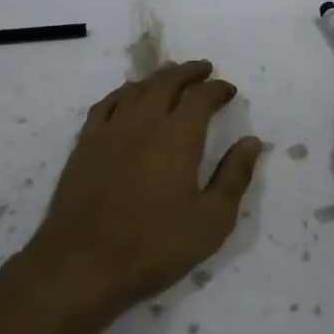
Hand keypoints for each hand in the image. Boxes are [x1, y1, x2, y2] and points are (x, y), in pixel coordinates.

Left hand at [28, 60, 263, 316]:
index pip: (202, 97)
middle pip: (167, 82)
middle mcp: (144, 122)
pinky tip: (127, 99)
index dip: (217, 89)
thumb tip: (251, 142)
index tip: (228, 90)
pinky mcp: (84, 145)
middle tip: (203, 69)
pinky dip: (123, 94)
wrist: (82, 264)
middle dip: (188, 72)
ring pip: (136, 89)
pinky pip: (106, 105)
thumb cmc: (154, 246)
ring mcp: (109, 130)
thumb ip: (234, 176)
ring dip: (157, 78)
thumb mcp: (211, 220)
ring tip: (169, 77)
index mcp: (178, 135)